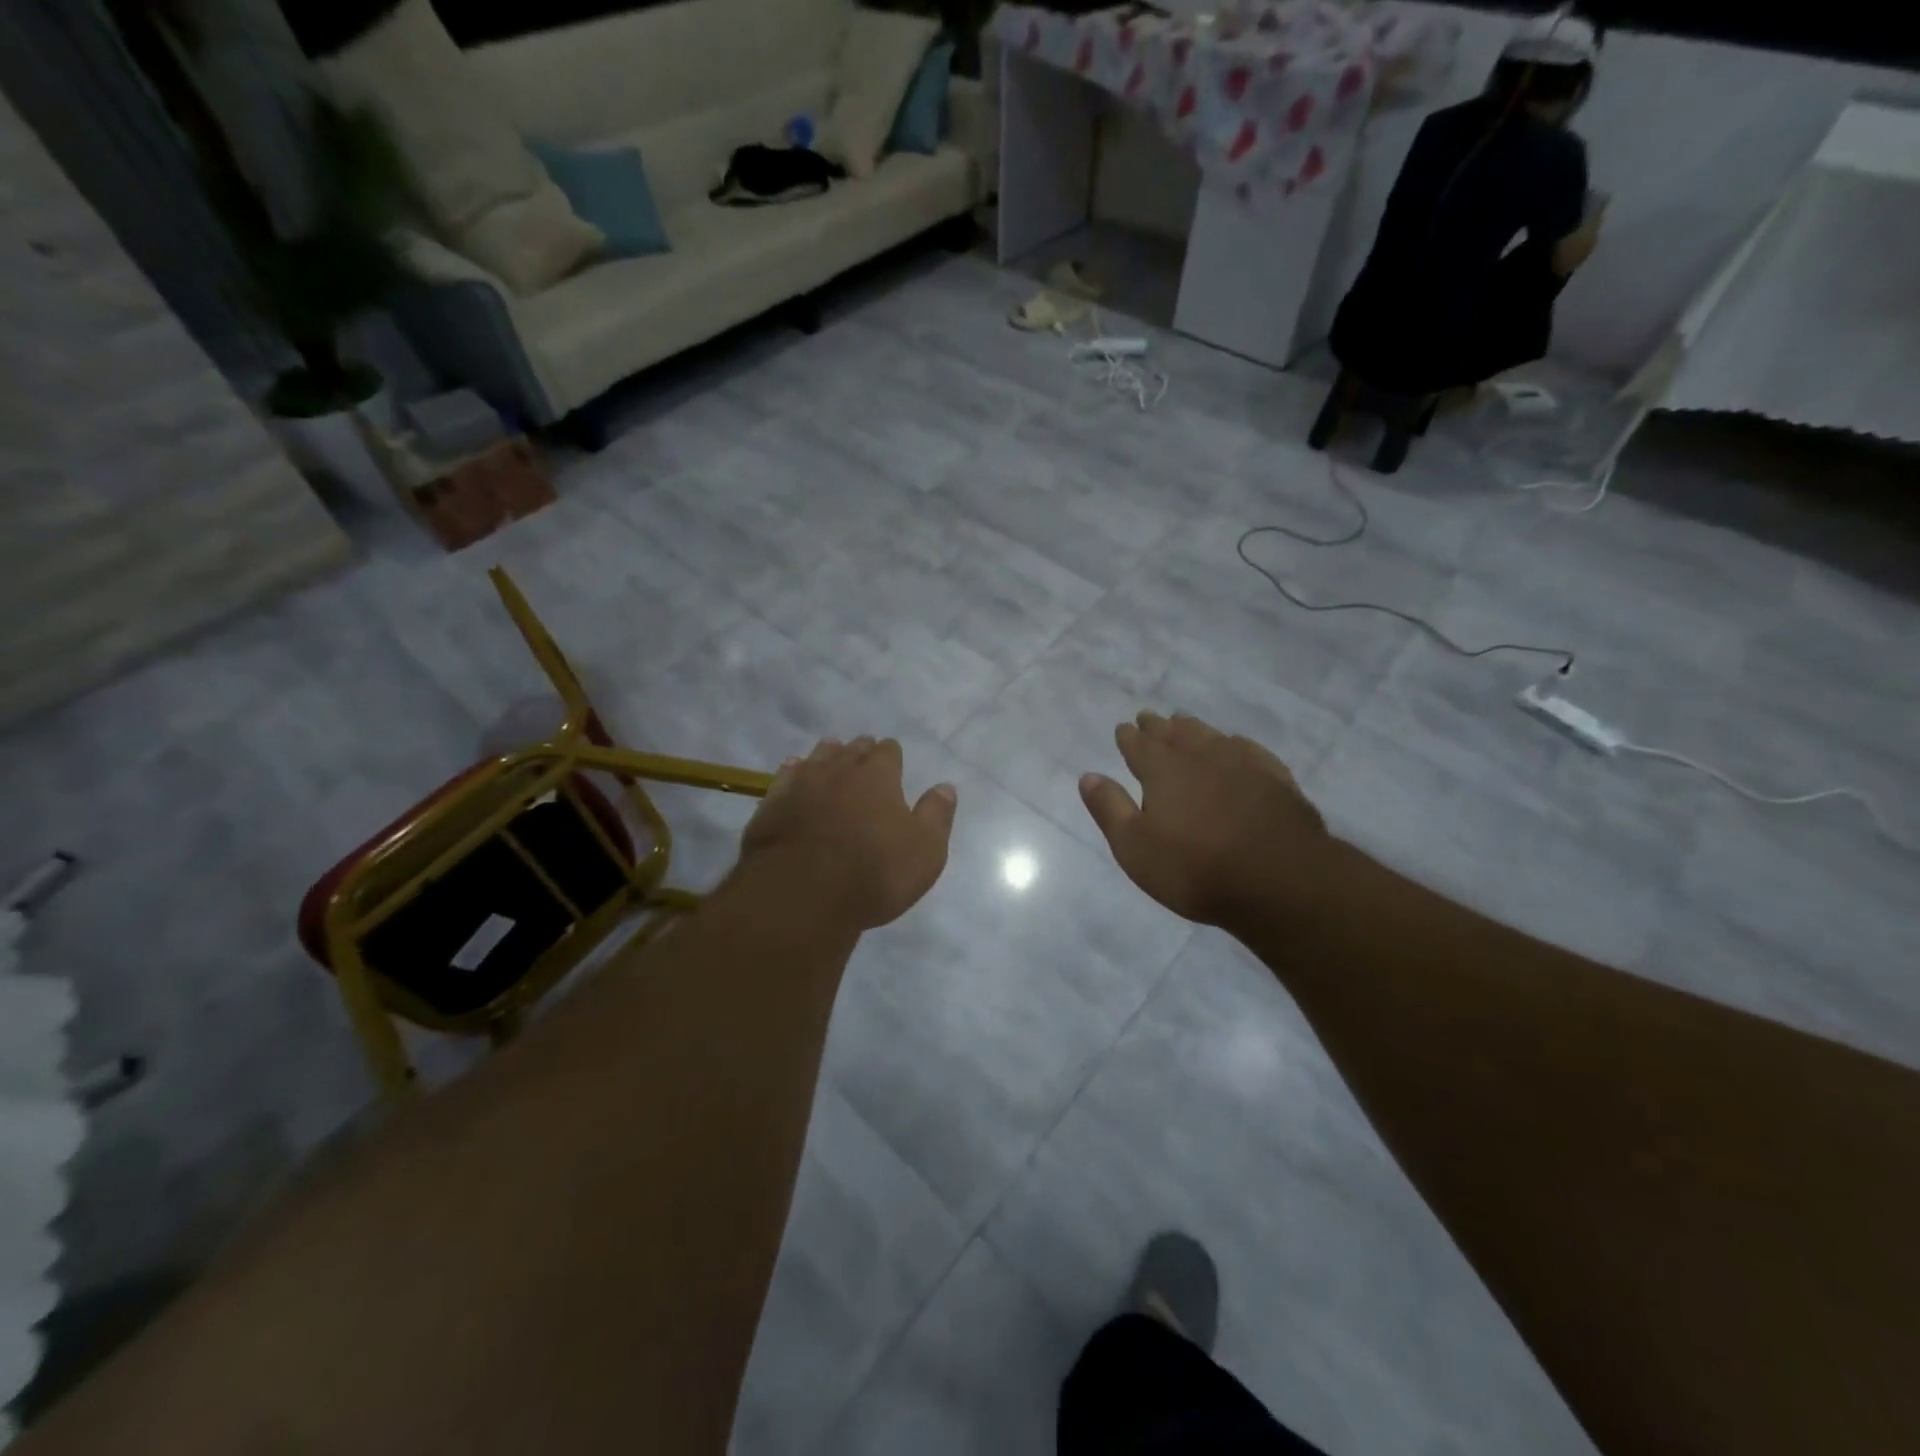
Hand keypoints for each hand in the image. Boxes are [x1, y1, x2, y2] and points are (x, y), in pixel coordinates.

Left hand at [739, 737, 956, 930]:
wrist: (802, 894)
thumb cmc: (874, 873)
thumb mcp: (925, 851)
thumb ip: (936, 815)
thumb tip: (945, 787)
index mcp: (878, 775)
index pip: (888, 751)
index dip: (892, 756)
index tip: (893, 764)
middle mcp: (839, 769)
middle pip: (852, 748)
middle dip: (860, 752)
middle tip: (864, 760)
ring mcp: (801, 783)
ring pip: (817, 757)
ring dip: (827, 756)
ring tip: (831, 758)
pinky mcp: (771, 804)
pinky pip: (785, 776)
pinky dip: (793, 772)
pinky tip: (794, 773)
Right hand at [1079, 712, 1326, 927]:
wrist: (1280, 880)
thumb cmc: (1195, 868)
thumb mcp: (1135, 847)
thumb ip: (1110, 809)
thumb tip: (1088, 775)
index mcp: (1163, 771)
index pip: (1139, 746)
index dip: (1129, 737)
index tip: (1123, 728)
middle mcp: (1201, 757)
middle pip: (1175, 735)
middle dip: (1158, 726)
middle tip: (1148, 717)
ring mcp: (1242, 765)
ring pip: (1211, 736)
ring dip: (1194, 728)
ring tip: (1184, 722)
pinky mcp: (1276, 780)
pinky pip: (1249, 750)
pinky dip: (1234, 743)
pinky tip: (1235, 745)